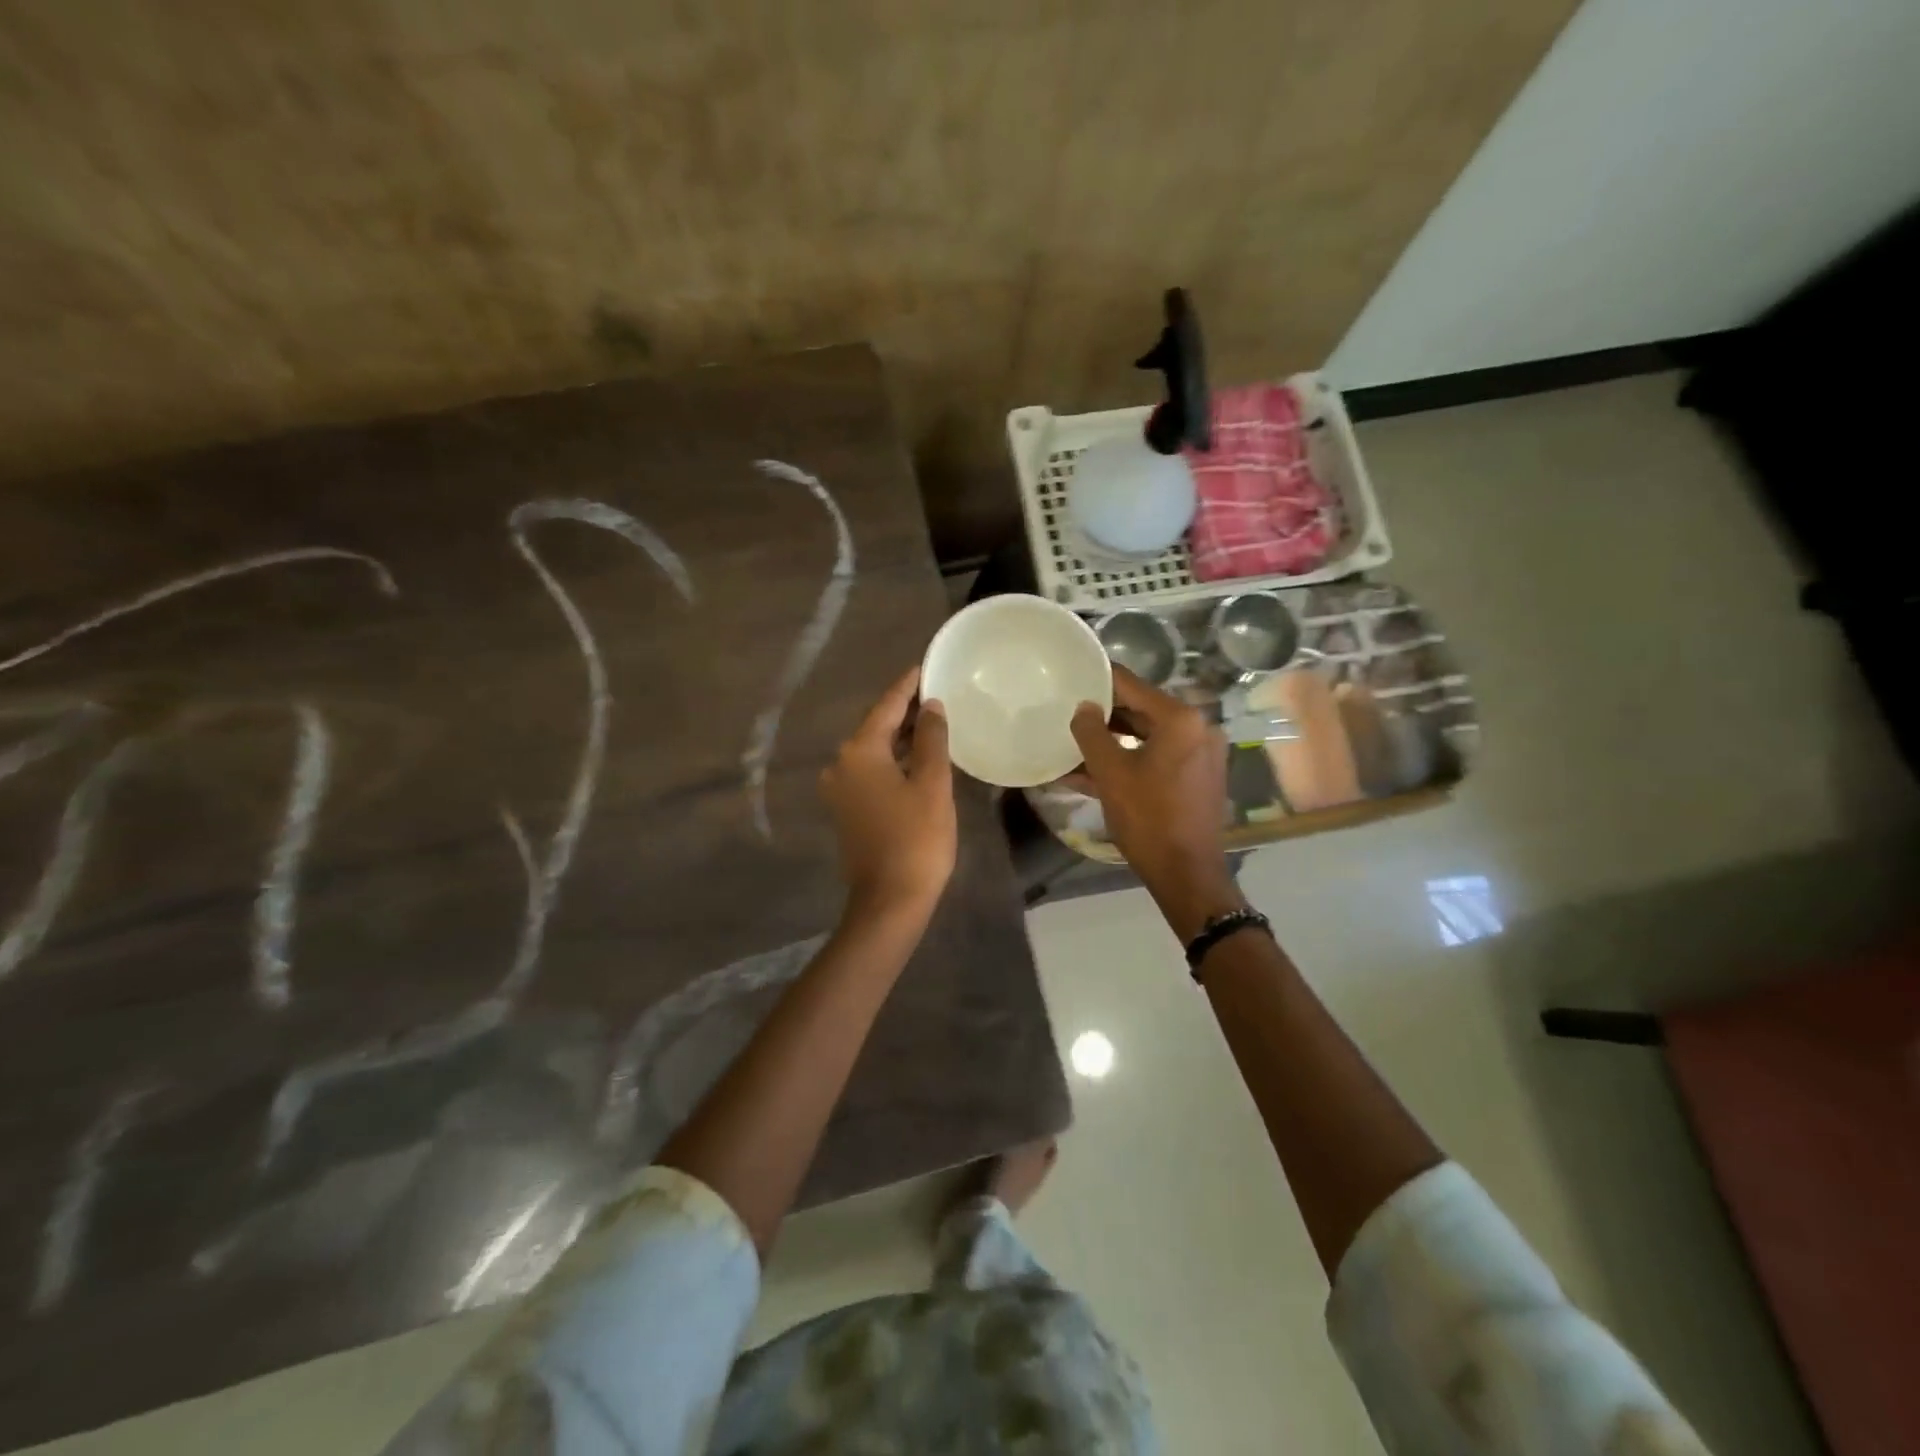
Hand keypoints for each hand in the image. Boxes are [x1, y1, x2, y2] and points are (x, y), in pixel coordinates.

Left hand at [822, 667, 955, 921]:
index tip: (924, 666)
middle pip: (875, 726)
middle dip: (904, 710)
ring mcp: (839, 789)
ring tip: (930, 721)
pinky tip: (914, 757)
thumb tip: (930, 706)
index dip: (907, 686)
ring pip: (872, 750)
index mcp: (859, 752)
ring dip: (898, 737)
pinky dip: (891, 760)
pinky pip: (869, 771)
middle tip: (935, 692)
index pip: (886, 706)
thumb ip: (930, 738)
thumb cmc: (917, 838)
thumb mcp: (932, 783)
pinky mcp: (845, 809)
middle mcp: (840, 764)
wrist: (889, 900)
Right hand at [1070, 666, 1241, 939]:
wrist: (1187, 873)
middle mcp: (1198, 727)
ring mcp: (1201, 752)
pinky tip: (1095, 769)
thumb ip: (1091, 733)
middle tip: (1068, 711)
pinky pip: (1158, 756)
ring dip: (1113, 739)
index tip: (1071, 677)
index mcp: (1180, 719)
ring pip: (1147, 735)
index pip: (1131, 685)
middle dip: (1103, 714)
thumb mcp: (1111, 773)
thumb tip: (1083, 707)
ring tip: (1075, 742)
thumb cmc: (1148, 818)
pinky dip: (1130, 758)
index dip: (1098, 680)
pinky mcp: (1198, 775)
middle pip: (1141, 709)